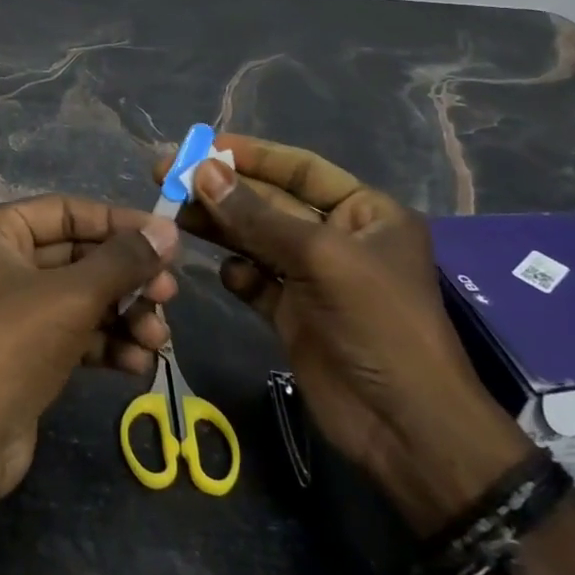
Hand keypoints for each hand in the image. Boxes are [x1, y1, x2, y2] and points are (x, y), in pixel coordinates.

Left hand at [0, 197, 179, 507]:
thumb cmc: (15, 345)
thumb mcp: (74, 295)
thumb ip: (123, 260)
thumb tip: (168, 230)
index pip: (66, 212)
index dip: (118, 223)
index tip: (166, 238)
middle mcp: (0, 262)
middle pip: (79, 256)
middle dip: (126, 277)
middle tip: (169, 295)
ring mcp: (13, 308)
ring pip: (82, 297)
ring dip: (124, 315)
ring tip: (158, 338)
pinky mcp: (27, 349)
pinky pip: (75, 332)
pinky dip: (108, 343)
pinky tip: (139, 363)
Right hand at [158, 136, 531, 534]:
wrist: (405, 429)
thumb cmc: (379, 325)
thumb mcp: (321, 259)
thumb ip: (257, 216)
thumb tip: (202, 171)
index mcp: (366, 213)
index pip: (302, 169)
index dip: (254, 155)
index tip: (204, 145)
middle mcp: (339, 238)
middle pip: (270, 203)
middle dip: (224, 190)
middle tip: (169, 176)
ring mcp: (314, 278)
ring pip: (256, 239)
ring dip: (220, 226)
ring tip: (175, 214)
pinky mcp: (293, 314)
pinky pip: (256, 280)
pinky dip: (238, 274)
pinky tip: (229, 276)